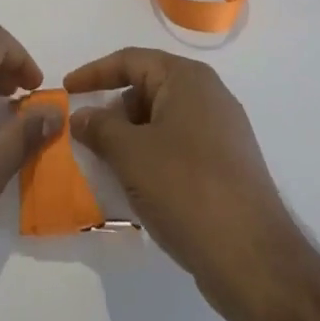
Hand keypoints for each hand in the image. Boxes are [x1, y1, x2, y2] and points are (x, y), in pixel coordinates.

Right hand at [66, 48, 300, 306]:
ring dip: (130, 139)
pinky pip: (178, 148)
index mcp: (188, 79)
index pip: (130, 60)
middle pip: (147, 89)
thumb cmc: (186, 189)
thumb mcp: (130, 154)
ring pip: (161, 122)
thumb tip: (82, 116)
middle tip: (85, 136)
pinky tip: (137, 187)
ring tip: (106, 165)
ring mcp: (222, 132)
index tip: (66, 90)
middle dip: (112, 110)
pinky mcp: (227, 166)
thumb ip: (99, 128)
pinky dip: (151, 158)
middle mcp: (209, 96)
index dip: (94, 72)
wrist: (253, 259)